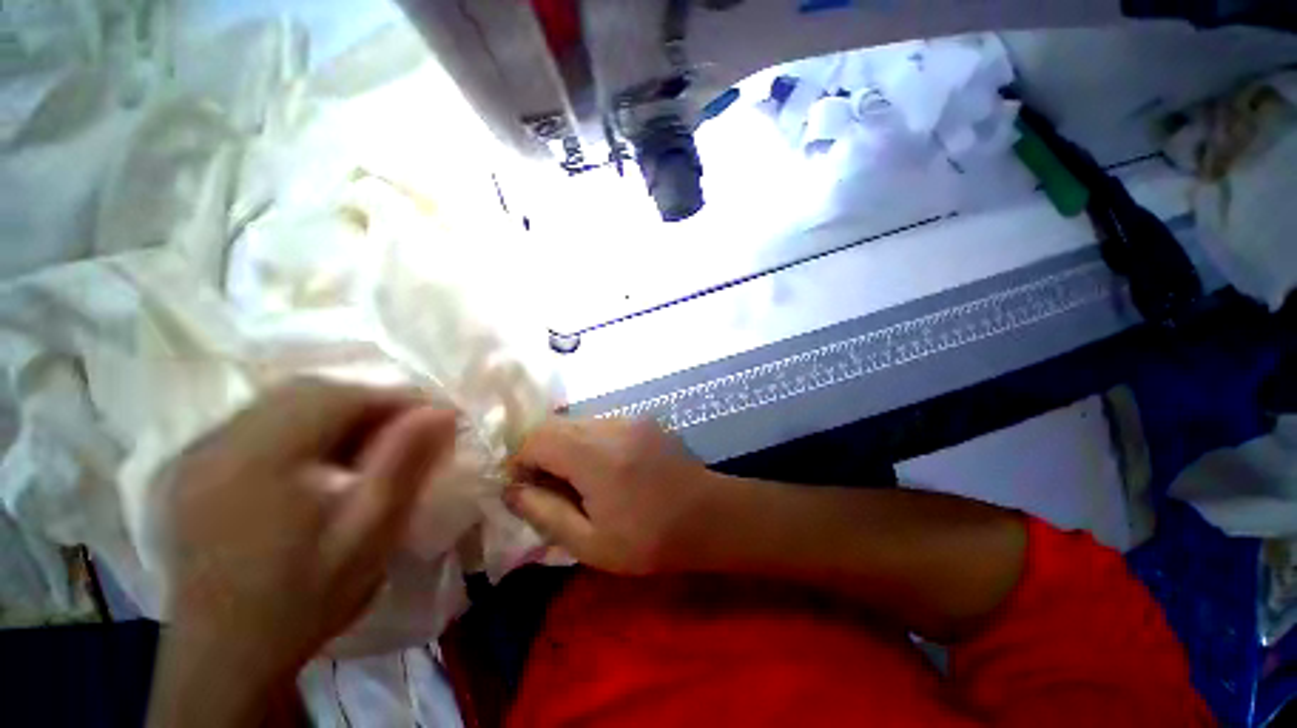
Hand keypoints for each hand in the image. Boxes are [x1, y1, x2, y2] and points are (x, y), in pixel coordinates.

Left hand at [149, 380, 455, 726]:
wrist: (226, 657)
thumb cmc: (304, 598)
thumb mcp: (369, 535)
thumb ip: (405, 465)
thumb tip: (442, 411)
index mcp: (257, 461)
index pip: (339, 397)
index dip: (396, 399)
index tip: (436, 417)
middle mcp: (217, 444)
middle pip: (306, 391)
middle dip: (368, 402)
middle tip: (407, 430)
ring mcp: (197, 452)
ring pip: (281, 402)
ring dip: (336, 412)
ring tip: (369, 444)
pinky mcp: (192, 465)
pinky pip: (257, 421)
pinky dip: (302, 425)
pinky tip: (321, 458)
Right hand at [505, 418, 721, 574]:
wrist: (708, 516)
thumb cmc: (650, 540)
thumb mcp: (589, 542)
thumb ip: (544, 512)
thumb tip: (511, 490)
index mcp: (595, 455)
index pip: (537, 438)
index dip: (520, 461)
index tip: (524, 490)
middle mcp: (611, 425)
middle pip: (555, 425)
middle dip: (540, 453)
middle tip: (549, 489)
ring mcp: (629, 418)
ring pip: (578, 422)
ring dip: (565, 447)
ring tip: (577, 481)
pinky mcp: (642, 420)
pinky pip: (600, 424)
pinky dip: (588, 442)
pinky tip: (604, 469)